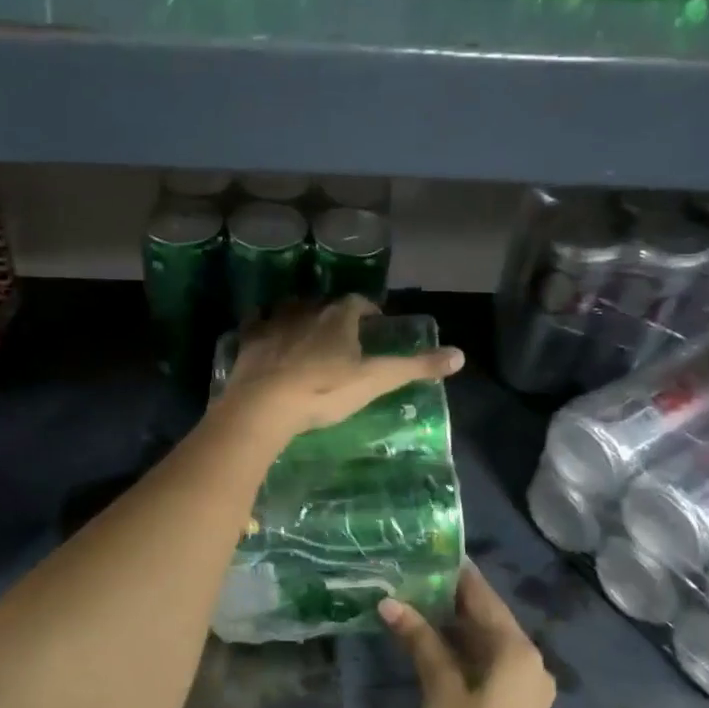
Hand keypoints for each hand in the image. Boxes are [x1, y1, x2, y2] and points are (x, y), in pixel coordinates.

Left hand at [220, 295, 463, 439]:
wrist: (265, 405)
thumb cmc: (324, 392)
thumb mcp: (375, 381)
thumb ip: (415, 367)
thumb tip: (459, 355)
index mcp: (338, 317)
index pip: (357, 302)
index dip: (367, 310)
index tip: (373, 323)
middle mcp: (306, 309)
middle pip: (324, 303)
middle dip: (333, 313)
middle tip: (341, 333)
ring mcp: (273, 322)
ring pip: (290, 308)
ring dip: (299, 316)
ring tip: (305, 333)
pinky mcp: (248, 339)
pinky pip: (256, 322)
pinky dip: (263, 325)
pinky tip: (264, 335)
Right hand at [380, 566, 554, 707]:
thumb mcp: (440, 690)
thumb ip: (420, 640)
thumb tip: (390, 601)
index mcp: (517, 650)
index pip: (483, 596)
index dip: (455, 573)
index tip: (426, 550)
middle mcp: (529, 660)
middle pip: (486, 617)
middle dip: (449, 598)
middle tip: (410, 575)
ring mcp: (525, 683)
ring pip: (486, 640)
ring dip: (453, 624)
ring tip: (413, 599)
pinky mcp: (516, 703)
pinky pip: (489, 661)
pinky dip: (462, 649)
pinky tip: (430, 640)